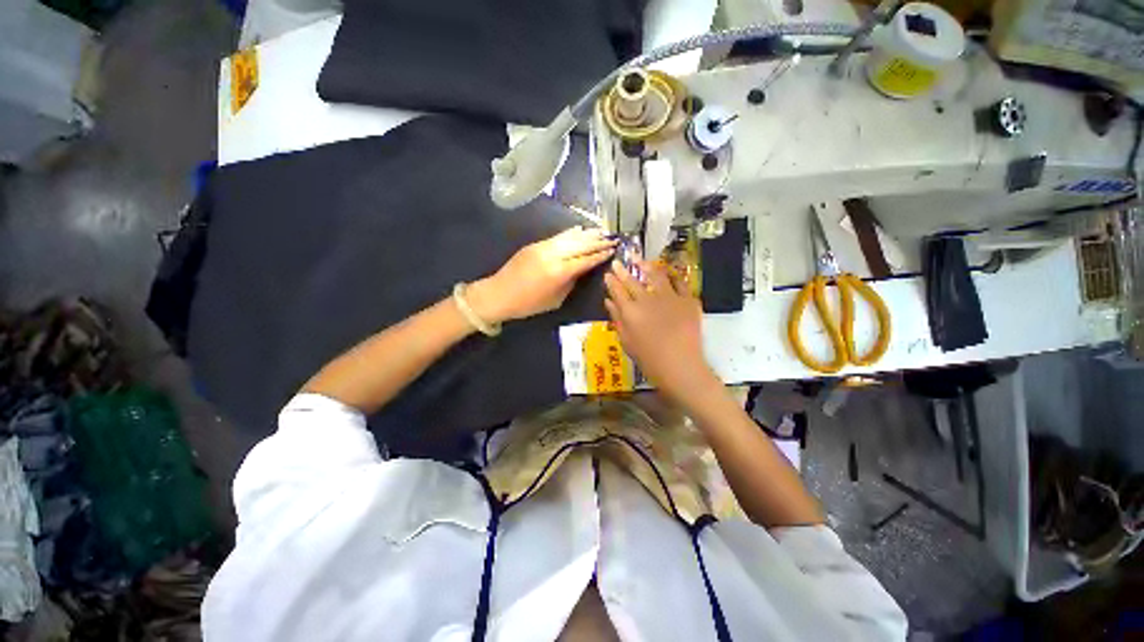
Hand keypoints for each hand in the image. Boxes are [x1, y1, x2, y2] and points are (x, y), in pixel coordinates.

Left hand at [468, 226, 616, 323]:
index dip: (600, 254)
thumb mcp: (556, 299)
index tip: (613, 249)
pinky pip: (558, 236)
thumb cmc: (528, 304)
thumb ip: (571, 282)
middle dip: (598, 241)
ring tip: (601, 231)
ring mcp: (543, 247)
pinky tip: (580, 230)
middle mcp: (553, 255)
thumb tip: (581, 270)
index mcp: (559, 272)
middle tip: (612, 238)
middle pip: (580, 244)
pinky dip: (571, 233)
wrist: (499, 294)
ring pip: (570, 237)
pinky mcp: (536, 244)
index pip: (586, 259)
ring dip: (587, 234)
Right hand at [604, 261, 719, 405]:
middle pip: (633, 281)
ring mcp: (669, 297)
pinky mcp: (688, 299)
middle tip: (619, 262)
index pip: (617, 291)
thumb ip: (617, 319)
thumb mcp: (627, 341)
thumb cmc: (649, 359)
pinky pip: (680, 282)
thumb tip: (608, 301)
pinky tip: (668, 272)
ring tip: (641, 260)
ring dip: (646, 266)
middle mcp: (648, 299)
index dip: (611, 281)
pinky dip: (673, 276)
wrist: (681, 366)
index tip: (608, 274)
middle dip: (623, 271)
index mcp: (631, 311)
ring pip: (656, 275)